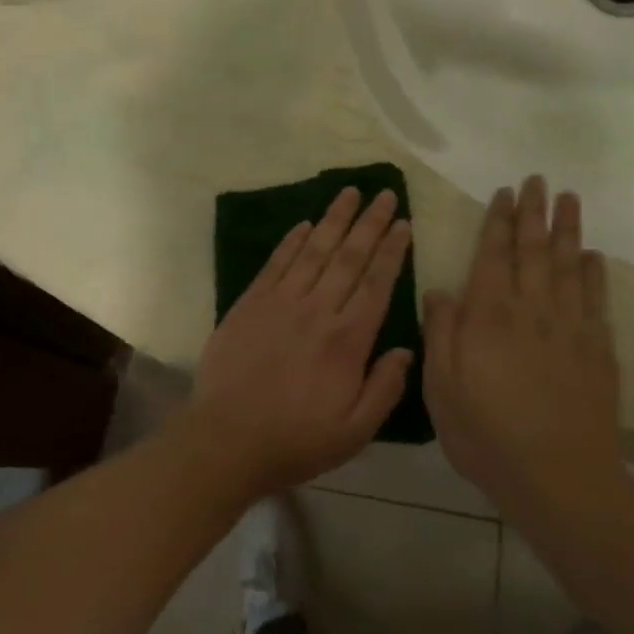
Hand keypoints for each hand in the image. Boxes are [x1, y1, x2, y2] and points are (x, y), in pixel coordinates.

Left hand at [185, 187, 414, 497]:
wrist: (227, 438)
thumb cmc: (296, 440)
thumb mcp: (355, 431)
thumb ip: (385, 387)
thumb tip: (406, 349)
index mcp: (348, 340)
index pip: (377, 283)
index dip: (393, 251)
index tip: (404, 224)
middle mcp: (317, 310)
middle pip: (349, 257)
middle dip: (370, 223)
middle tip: (385, 194)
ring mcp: (280, 302)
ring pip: (314, 251)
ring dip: (334, 220)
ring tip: (350, 193)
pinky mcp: (250, 303)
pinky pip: (276, 264)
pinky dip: (291, 241)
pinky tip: (305, 223)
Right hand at [423, 176, 622, 507]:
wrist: (559, 477)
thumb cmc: (487, 434)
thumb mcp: (441, 388)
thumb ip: (440, 333)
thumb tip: (440, 290)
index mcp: (489, 316)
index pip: (493, 255)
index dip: (499, 222)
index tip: (506, 193)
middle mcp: (531, 310)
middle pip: (533, 250)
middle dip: (534, 213)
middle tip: (539, 180)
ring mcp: (570, 328)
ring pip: (567, 266)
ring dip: (567, 230)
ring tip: (569, 199)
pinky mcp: (598, 350)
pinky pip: (596, 300)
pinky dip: (594, 274)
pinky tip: (592, 256)